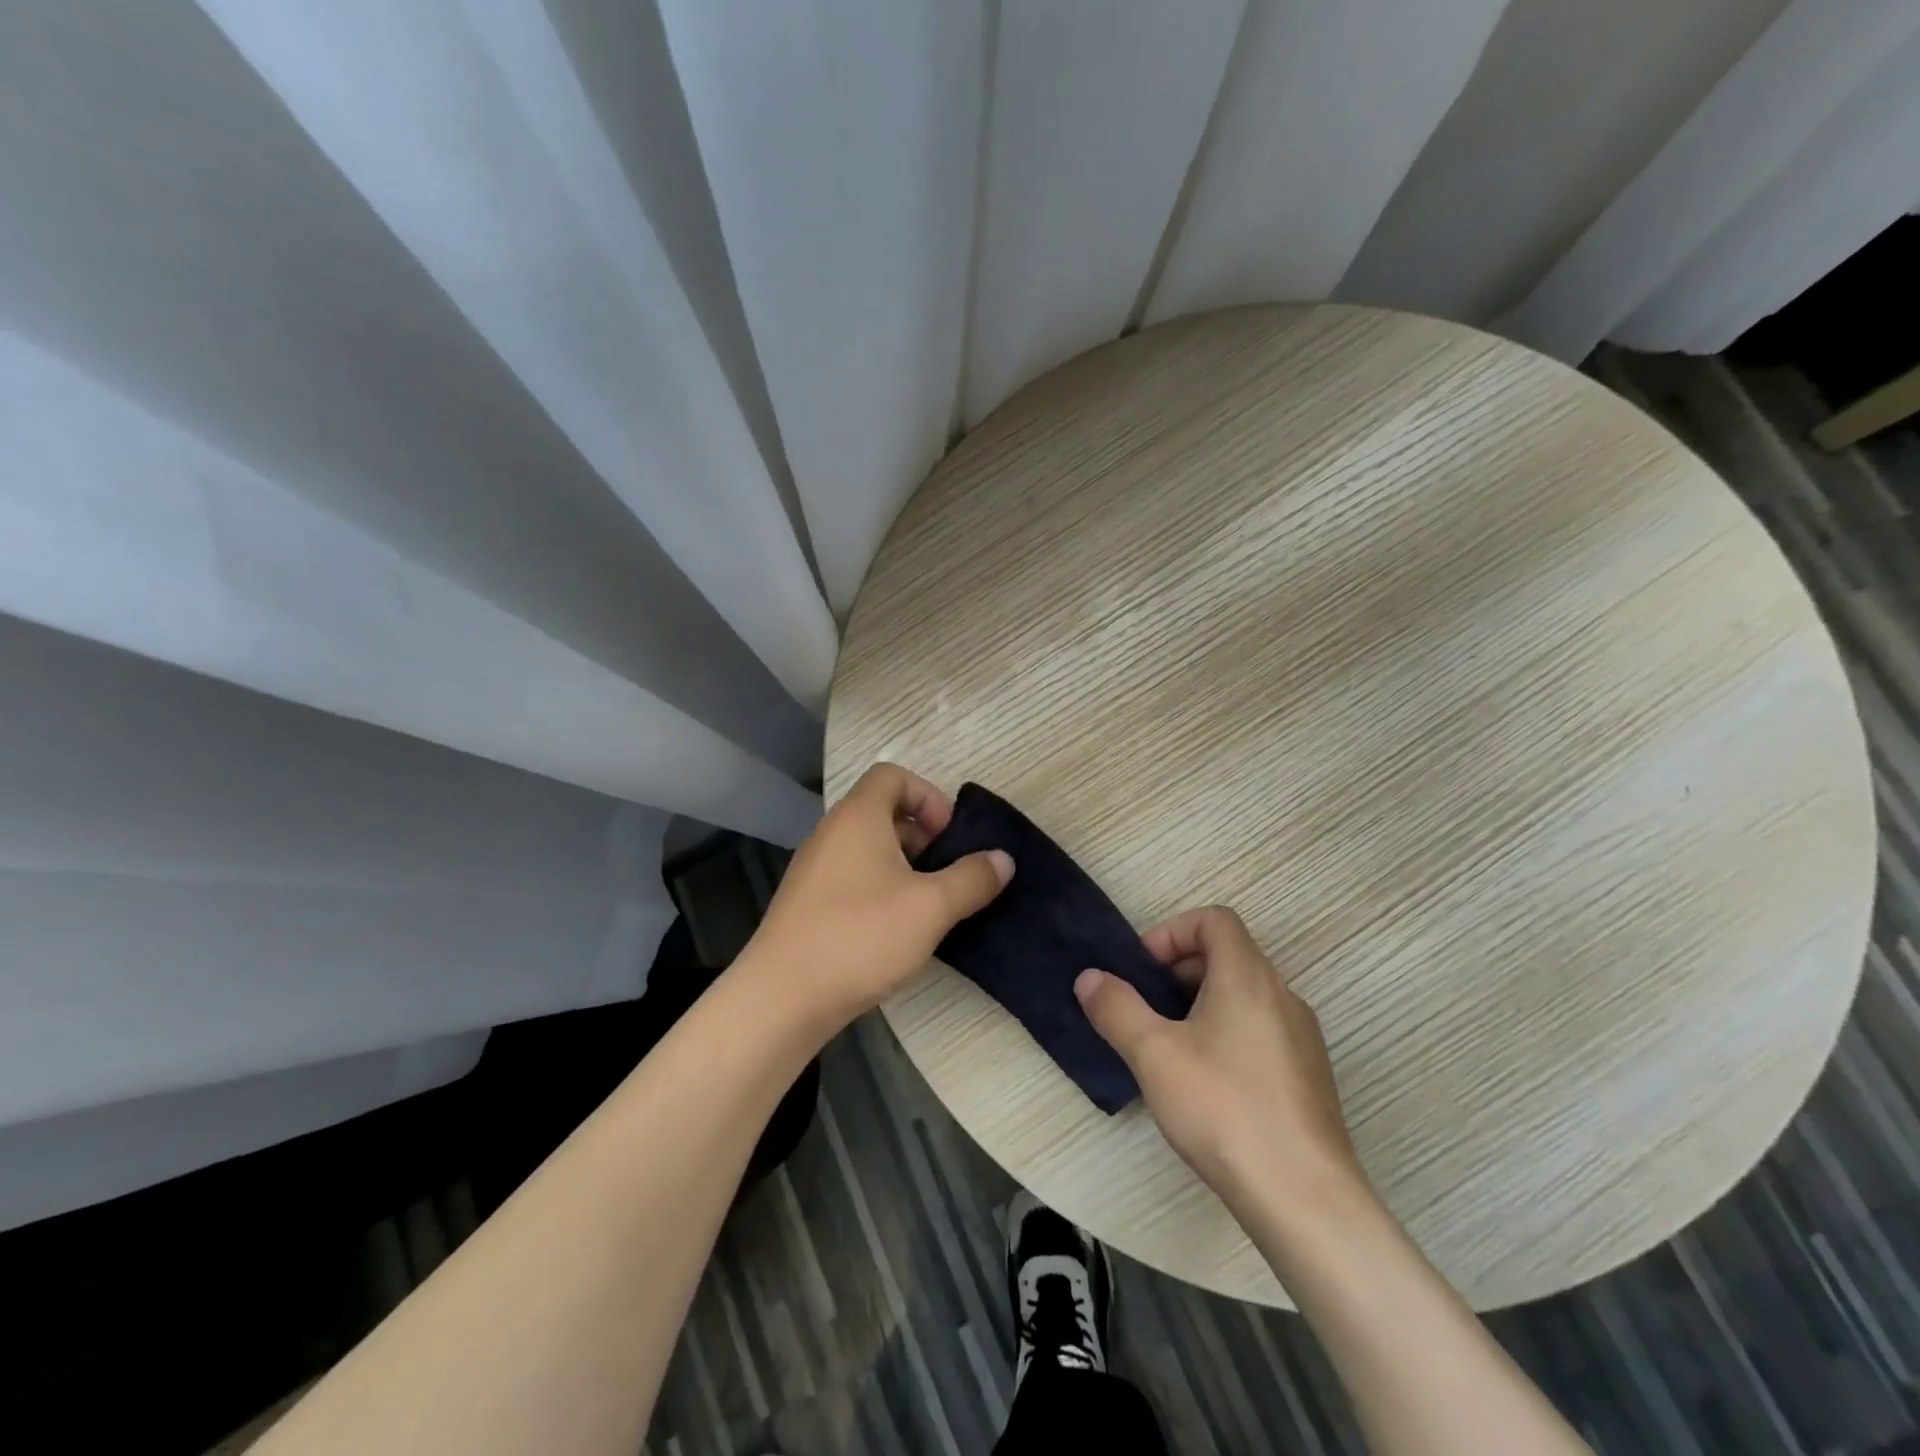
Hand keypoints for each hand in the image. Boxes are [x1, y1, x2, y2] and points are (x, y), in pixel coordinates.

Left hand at [746, 764, 1013, 1029]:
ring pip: (867, 849)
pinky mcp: (807, 903)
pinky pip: (851, 877)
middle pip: (881, 811)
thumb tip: (1003, 858)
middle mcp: (831, 833)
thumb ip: (972, 878)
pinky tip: (895, 931)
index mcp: (858, 818)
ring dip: (903, 866)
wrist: (783, 997)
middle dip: (921, 836)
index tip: (948, 836)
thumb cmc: (861, 936)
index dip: (927, 796)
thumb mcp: (931, 907)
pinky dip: (879, 889)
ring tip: (927, 906)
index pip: (892, 776)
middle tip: (945, 873)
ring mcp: (814, 869)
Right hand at [1075, 905, 1364, 1209]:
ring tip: (1169, 1048)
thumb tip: (1089, 978)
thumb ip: (1116, 1008)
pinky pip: (1261, 1030)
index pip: (1215, 920)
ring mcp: (1301, 1038)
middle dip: (1180, 971)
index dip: (1172, 932)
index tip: (1144, 971)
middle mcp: (1282, 996)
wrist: (1304, 1198)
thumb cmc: (1223, 1108)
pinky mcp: (1308, 1077)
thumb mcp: (1153, 1054)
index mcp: (1248, 977)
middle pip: (1228, 955)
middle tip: (1147, 1009)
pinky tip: (1206, 1084)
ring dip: (1201, 1004)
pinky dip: (1227, 1034)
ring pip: (1244, 996)